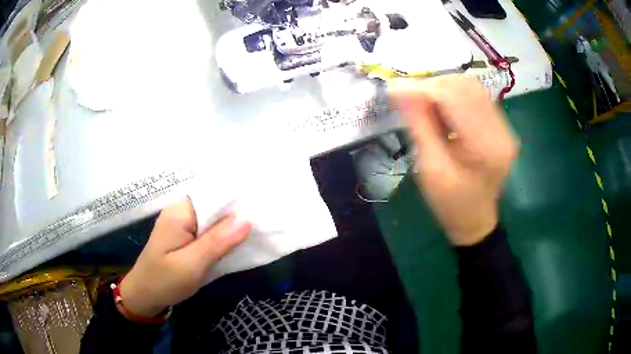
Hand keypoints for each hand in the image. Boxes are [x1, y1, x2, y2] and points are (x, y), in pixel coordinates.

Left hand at [119, 198, 250, 316]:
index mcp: (179, 211)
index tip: (262, 211)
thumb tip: (247, 217)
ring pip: (213, 219)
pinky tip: (235, 244)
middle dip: (236, 216)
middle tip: (263, 226)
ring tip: (255, 233)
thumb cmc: (164, 281)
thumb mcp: (192, 264)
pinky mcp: (185, 235)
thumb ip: (218, 241)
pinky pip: (207, 230)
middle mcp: (180, 211)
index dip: (237, 202)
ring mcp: (182, 223)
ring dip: (230, 228)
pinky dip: (221, 237)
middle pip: (214, 206)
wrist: (144, 296)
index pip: (214, 195)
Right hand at [389, 76, 518, 245]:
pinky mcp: (500, 124)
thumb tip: (400, 89)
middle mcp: (502, 131)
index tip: (393, 91)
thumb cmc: (450, 204)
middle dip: (431, 86)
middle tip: (407, 97)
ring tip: (423, 102)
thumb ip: (419, 124)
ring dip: (441, 88)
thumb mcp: (430, 167)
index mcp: (487, 148)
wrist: (474, 219)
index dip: (421, 89)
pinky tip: (440, 107)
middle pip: (464, 86)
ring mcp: (504, 126)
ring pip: (470, 86)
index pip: (454, 98)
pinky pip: (474, 95)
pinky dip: (452, 94)